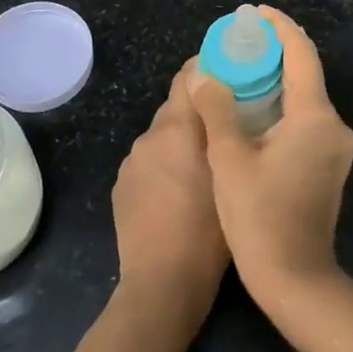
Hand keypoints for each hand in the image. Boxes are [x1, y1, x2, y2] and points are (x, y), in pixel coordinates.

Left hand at [112, 63, 228, 321]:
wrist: (161, 285)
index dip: (208, 66)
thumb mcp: (231, 178)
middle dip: (200, 109)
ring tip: (205, 162)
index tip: (231, 68)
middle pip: (176, 106)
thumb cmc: (208, 233)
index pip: (188, 76)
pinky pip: (148, 161)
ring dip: (181, 139)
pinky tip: (179, 191)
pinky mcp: (121, 185)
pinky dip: (164, 164)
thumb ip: (225, 133)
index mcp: (177, 129)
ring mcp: (131, 162)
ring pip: (162, 135)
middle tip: (228, 122)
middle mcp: (149, 136)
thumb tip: (225, 103)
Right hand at [188, 7, 352, 308]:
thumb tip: (204, 75)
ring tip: (238, 68)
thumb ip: (217, 109)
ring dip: (276, 79)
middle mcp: (334, 125)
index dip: (279, 27)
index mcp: (315, 116)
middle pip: (305, 72)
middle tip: (236, 41)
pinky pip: (306, 119)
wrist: (296, 279)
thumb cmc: (259, 217)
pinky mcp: (330, 164)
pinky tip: (252, 107)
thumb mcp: (229, 158)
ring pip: (305, 97)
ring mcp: (336, 147)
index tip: (254, 12)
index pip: (301, 54)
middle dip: (273, 51)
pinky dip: (281, 104)